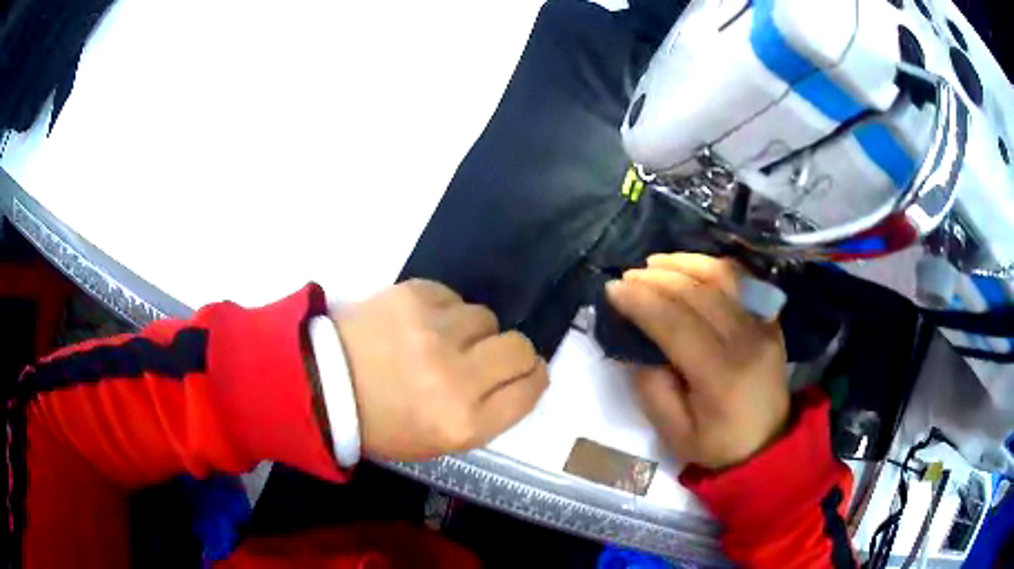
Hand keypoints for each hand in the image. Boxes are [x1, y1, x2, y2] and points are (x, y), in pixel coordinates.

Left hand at [333, 279, 548, 461]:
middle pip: (520, 348)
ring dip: (469, 329)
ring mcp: (433, 333)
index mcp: (463, 423)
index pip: (529, 389)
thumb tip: (519, 376)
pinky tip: (415, 324)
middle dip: (510, 351)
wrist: (322, 383)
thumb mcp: (439, 441)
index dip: (533, 377)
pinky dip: (442, 309)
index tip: (524, 372)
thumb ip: (487, 414)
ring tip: (436, 340)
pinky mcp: (412, 297)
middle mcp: (456, 378)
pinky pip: (452, 296)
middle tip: (482, 355)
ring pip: (486, 316)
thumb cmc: (382, 422)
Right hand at [606, 254, 789, 470]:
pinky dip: (712, 266)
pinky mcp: (771, 318)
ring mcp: (764, 324)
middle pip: (698, 294)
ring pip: (722, 276)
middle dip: (656, 279)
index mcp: (721, 376)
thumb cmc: (718, 445)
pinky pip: (742, 279)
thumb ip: (651, 388)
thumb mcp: (674, 433)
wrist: (769, 444)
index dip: (642, 302)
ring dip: (684, 263)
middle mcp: (747, 340)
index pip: (677, 324)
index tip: (612, 290)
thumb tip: (636, 344)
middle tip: (627, 277)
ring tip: (654, 264)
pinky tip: (690, 267)